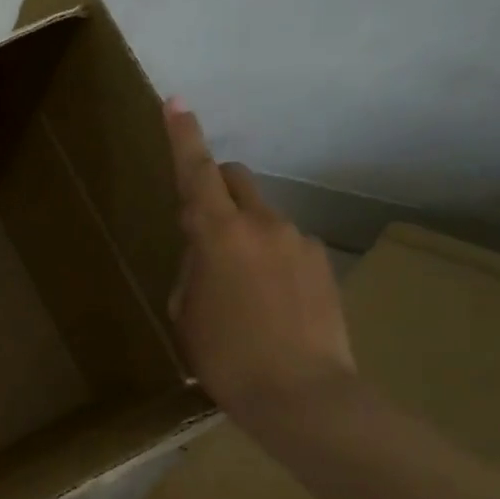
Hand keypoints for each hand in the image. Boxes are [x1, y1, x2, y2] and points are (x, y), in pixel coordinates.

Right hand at [163, 99, 356, 430]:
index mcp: (218, 234)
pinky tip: (270, 303)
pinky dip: (270, 258)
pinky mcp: (323, 264)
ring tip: (240, 290)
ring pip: (262, 216)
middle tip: (201, 227)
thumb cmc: (226, 358)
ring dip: (244, 233)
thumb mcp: (185, 313)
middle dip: (214, 186)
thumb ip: (191, 269)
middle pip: (235, 178)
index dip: (182, 136)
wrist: (302, 396)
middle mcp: (263, 224)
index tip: (176, 102)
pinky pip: (286, 245)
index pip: (196, 172)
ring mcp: (300, 241)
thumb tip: (205, 255)